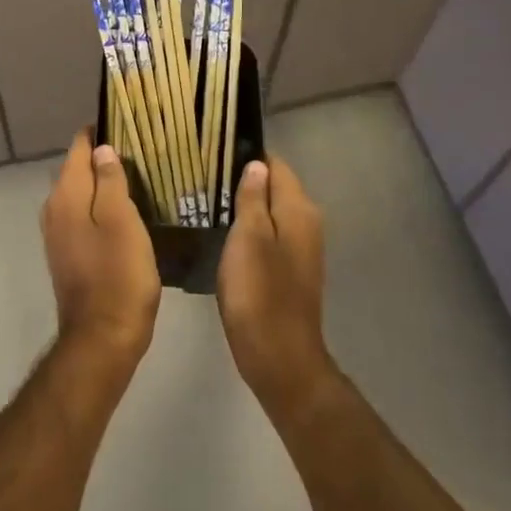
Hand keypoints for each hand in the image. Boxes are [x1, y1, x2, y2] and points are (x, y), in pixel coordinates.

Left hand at [41, 131, 160, 365]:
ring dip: (102, 182)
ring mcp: (58, 234)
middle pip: (77, 169)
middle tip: (141, 149)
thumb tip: (102, 149)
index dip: (100, 131)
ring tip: (138, 175)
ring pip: (80, 194)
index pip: (78, 147)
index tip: (129, 122)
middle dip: (103, 156)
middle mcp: (54, 209)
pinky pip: (82, 216)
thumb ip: (110, 181)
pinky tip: (125, 211)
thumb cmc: (119, 274)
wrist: (103, 338)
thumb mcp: (121, 221)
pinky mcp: (68, 254)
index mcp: (66, 195)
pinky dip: (100, 206)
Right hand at [217, 157, 335, 425]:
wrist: (279, 357)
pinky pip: (270, 235)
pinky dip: (250, 230)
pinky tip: (224, 235)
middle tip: (204, 177)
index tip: (215, 153)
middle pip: (275, 187)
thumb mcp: (248, 238)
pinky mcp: (291, 270)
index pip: (276, 165)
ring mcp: (301, 248)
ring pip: (271, 212)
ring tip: (207, 201)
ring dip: (245, 206)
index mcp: (298, 209)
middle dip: (244, 180)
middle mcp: (306, 223)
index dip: (248, 156)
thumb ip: (252, 198)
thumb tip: (256, 164)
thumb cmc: (259, 293)